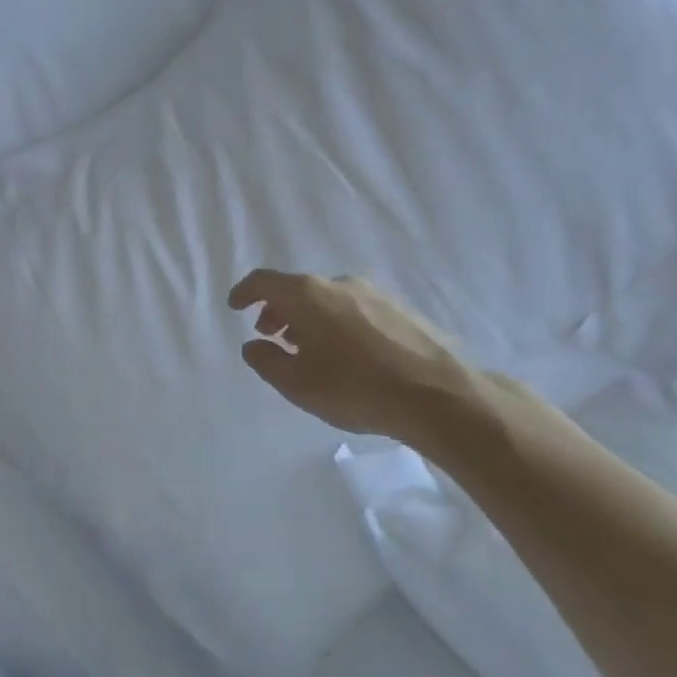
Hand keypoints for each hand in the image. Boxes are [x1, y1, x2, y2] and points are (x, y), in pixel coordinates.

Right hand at [228, 269, 484, 446]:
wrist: (441, 395)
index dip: (245, 292)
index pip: (264, 281)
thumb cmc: (356, 388)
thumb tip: (254, 345)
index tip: (235, 306)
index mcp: (308, 294)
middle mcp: (339, 282)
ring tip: (309, 349)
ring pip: (327, 298)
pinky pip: (355, 308)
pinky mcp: (401, 308)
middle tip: (271, 335)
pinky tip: (347, 354)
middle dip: (278, 310)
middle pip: (297, 289)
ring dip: (309, 318)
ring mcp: (374, 292)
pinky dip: (338, 322)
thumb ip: (266, 361)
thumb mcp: (298, 384)